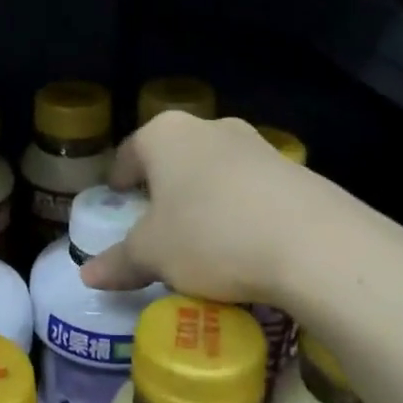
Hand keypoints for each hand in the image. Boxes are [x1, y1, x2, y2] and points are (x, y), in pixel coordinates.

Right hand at [78, 112, 402, 309]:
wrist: (314, 244)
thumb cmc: (210, 236)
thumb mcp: (153, 255)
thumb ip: (119, 262)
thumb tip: (87, 275)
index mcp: (166, 135)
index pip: (129, 152)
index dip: (119, 179)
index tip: (119, 201)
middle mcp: (210, 127)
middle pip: (174, 157)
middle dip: (164, 188)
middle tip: (157, 225)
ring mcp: (257, 144)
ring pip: (215, 170)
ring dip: (205, 198)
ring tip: (202, 239)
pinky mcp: (295, 170)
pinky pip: (252, 188)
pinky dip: (241, 209)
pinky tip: (245, 244)